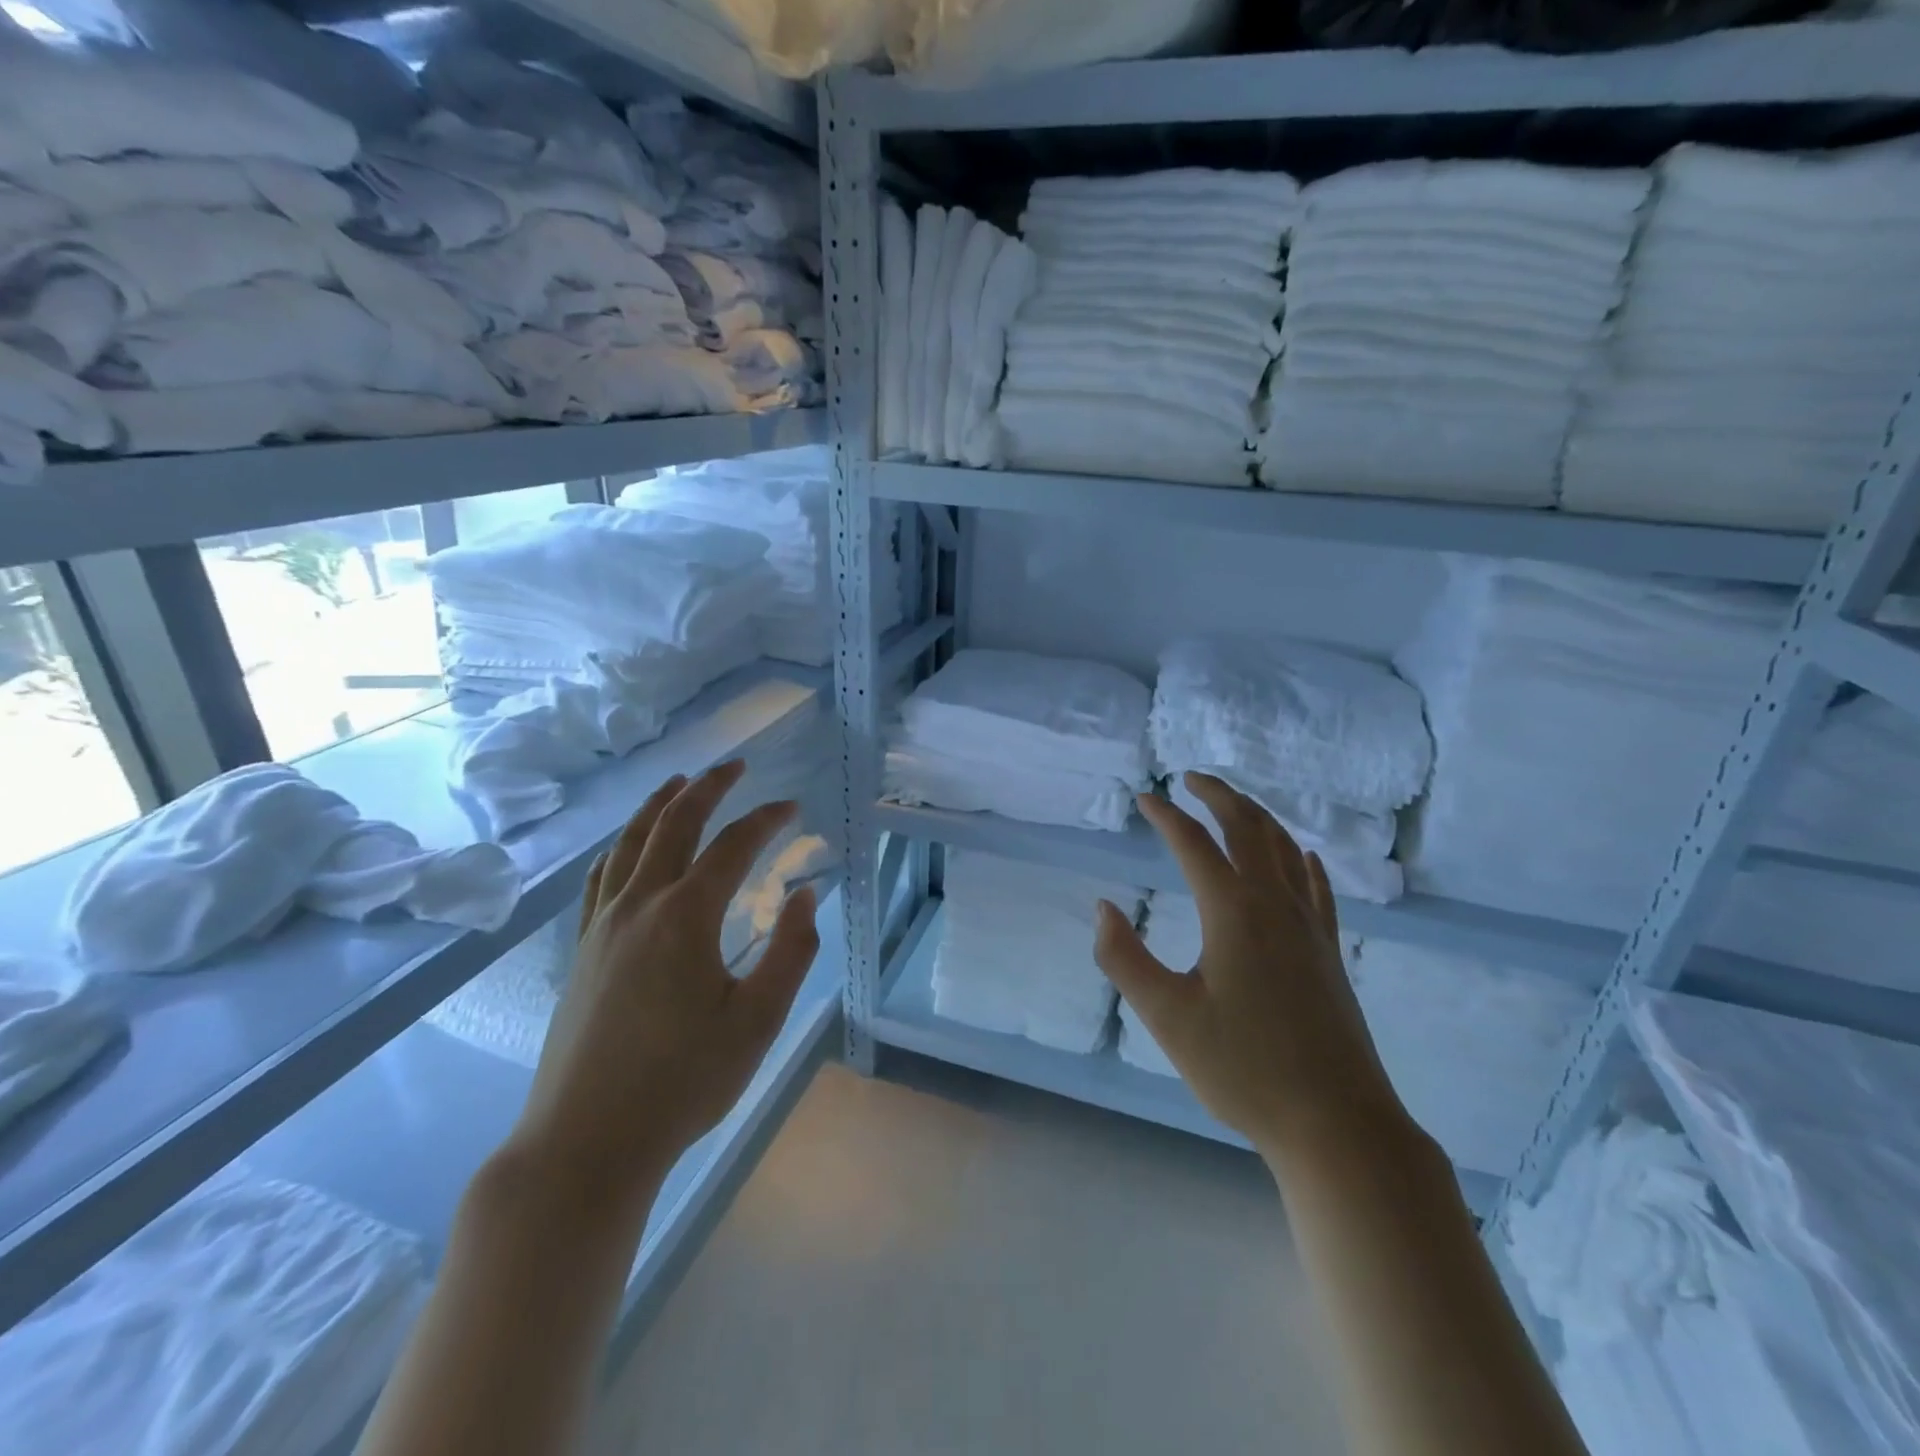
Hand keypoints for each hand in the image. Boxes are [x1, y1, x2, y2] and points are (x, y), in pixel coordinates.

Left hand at [507, 760, 820, 1208]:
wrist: (585, 1141)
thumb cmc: (683, 1082)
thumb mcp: (758, 1020)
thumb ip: (790, 952)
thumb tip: (804, 896)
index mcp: (686, 917)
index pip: (733, 846)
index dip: (766, 819)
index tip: (792, 807)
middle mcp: (639, 905)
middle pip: (674, 825)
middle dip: (708, 787)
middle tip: (735, 766)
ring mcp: (602, 926)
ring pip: (629, 843)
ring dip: (658, 806)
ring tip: (679, 782)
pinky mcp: (581, 950)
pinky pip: (601, 877)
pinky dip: (621, 847)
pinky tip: (627, 848)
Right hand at [1093, 772, 1412, 1162]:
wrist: (1337, 1123)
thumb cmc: (1243, 1069)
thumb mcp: (1167, 1016)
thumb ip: (1124, 958)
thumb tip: (1103, 907)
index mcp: (1233, 912)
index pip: (1194, 844)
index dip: (1166, 816)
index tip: (1144, 799)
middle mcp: (1275, 905)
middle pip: (1249, 828)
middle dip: (1219, 796)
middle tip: (1191, 779)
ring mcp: (1310, 926)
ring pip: (1286, 850)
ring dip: (1258, 817)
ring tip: (1234, 805)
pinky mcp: (1329, 951)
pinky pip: (1317, 887)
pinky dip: (1302, 859)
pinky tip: (1302, 856)